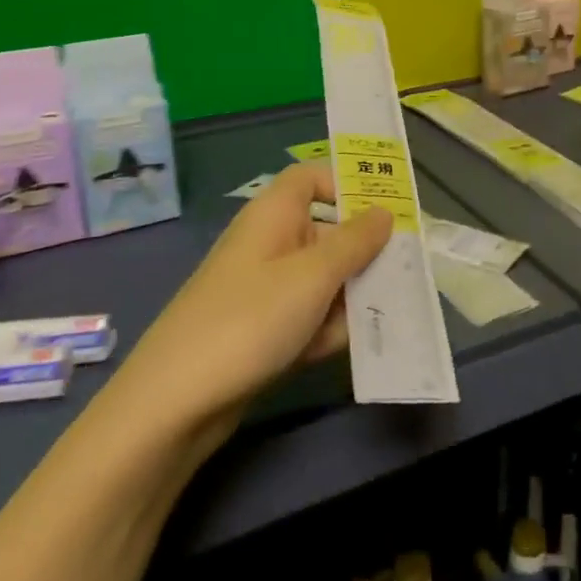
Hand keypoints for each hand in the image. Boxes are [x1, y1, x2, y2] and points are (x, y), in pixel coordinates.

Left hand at [130, 162, 392, 421]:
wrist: (176, 401)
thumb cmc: (250, 319)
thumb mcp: (313, 276)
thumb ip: (355, 242)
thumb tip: (384, 212)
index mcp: (274, 215)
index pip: (310, 179)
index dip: (344, 186)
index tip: (383, 212)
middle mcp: (270, 244)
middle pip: (327, 233)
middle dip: (363, 254)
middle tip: (405, 274)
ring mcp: (265, 289)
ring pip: (323, 279)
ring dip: (349, 298)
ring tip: (375, 320)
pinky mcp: (263, 329)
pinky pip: (307, 316)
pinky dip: (324, 329)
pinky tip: (334, 350)